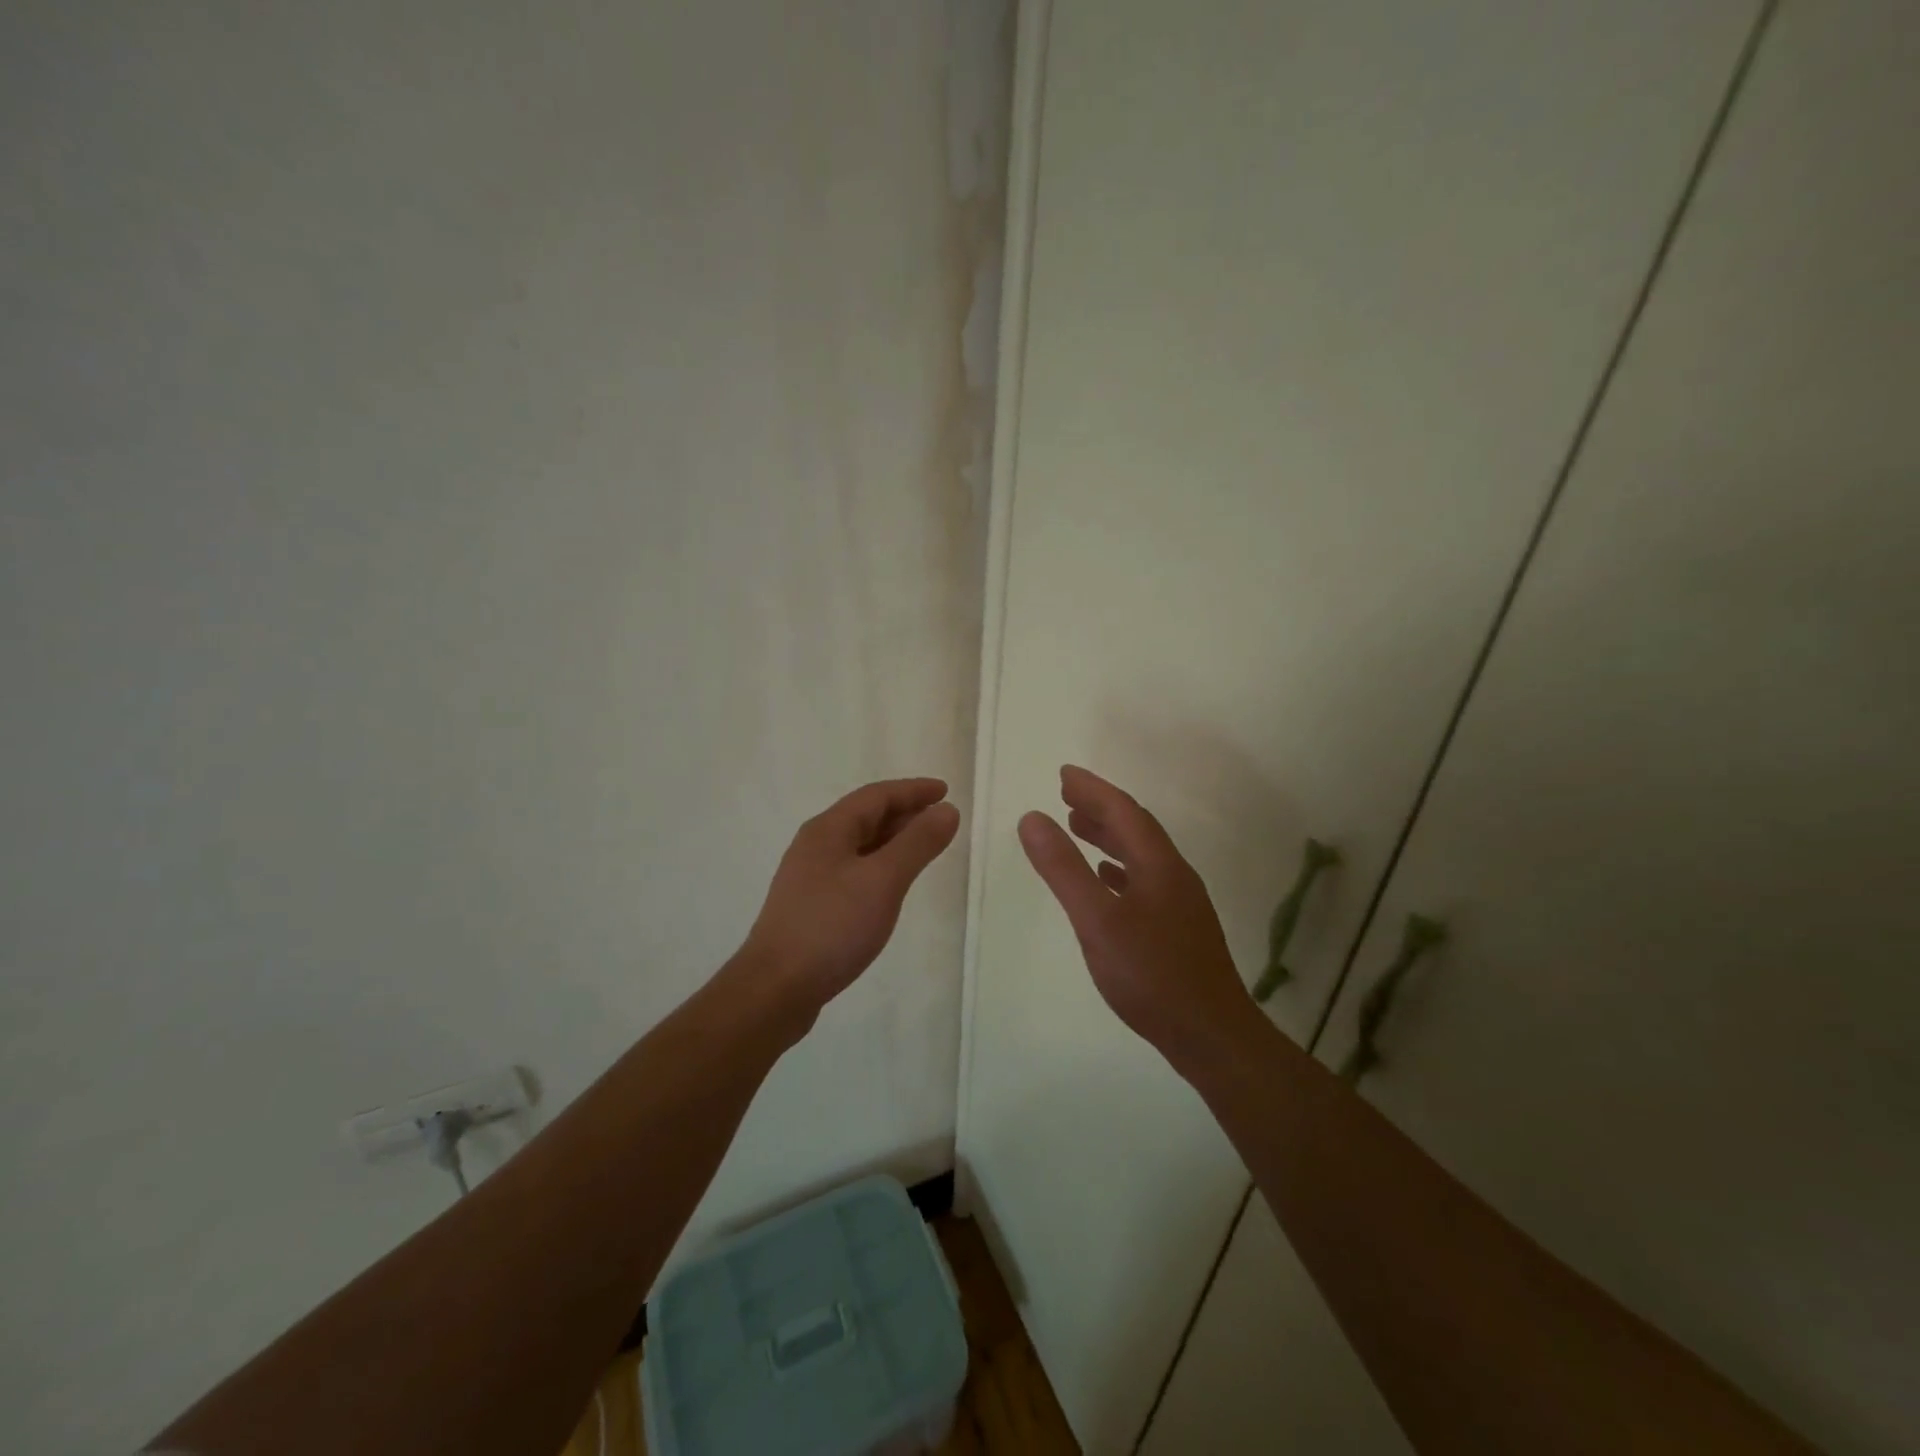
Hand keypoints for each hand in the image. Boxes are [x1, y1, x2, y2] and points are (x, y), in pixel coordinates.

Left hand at [742, 777, 961, 1021]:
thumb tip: (947, 810)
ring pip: (859, 845)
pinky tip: (891, 885)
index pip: (876, 796)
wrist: (775, 989)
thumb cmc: (832, 927)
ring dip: (892, 840)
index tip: (946, 791)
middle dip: (904, 813)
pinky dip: (879, 865)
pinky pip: (853, 870)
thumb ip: (917, 843)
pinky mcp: (811, 905)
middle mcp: (816, 845)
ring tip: (923, 847)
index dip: (913, 791)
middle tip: (941, 817)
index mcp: (828, 830)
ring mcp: (810, 877)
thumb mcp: (883, 880)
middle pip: (865, 816)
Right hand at [1019, 766, 1257, 1060]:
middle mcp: (1174, 875)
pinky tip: (1106, 880)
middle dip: (1100, 807)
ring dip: (1108, 836)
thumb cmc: (1151, 974)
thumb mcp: (1097, 920)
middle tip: (1066, 795)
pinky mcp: (1178, 929)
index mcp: (1158, 865)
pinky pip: (1144, 881)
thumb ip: (1063, 869)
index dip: (1093, 789)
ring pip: (1140, 855)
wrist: (1211, 1035)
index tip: (1063, 773)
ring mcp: (1180, 903)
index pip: (1123, 811)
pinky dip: (1119, 869)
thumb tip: (1032, 818)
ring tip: (1077, 827)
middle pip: (1135, 828)